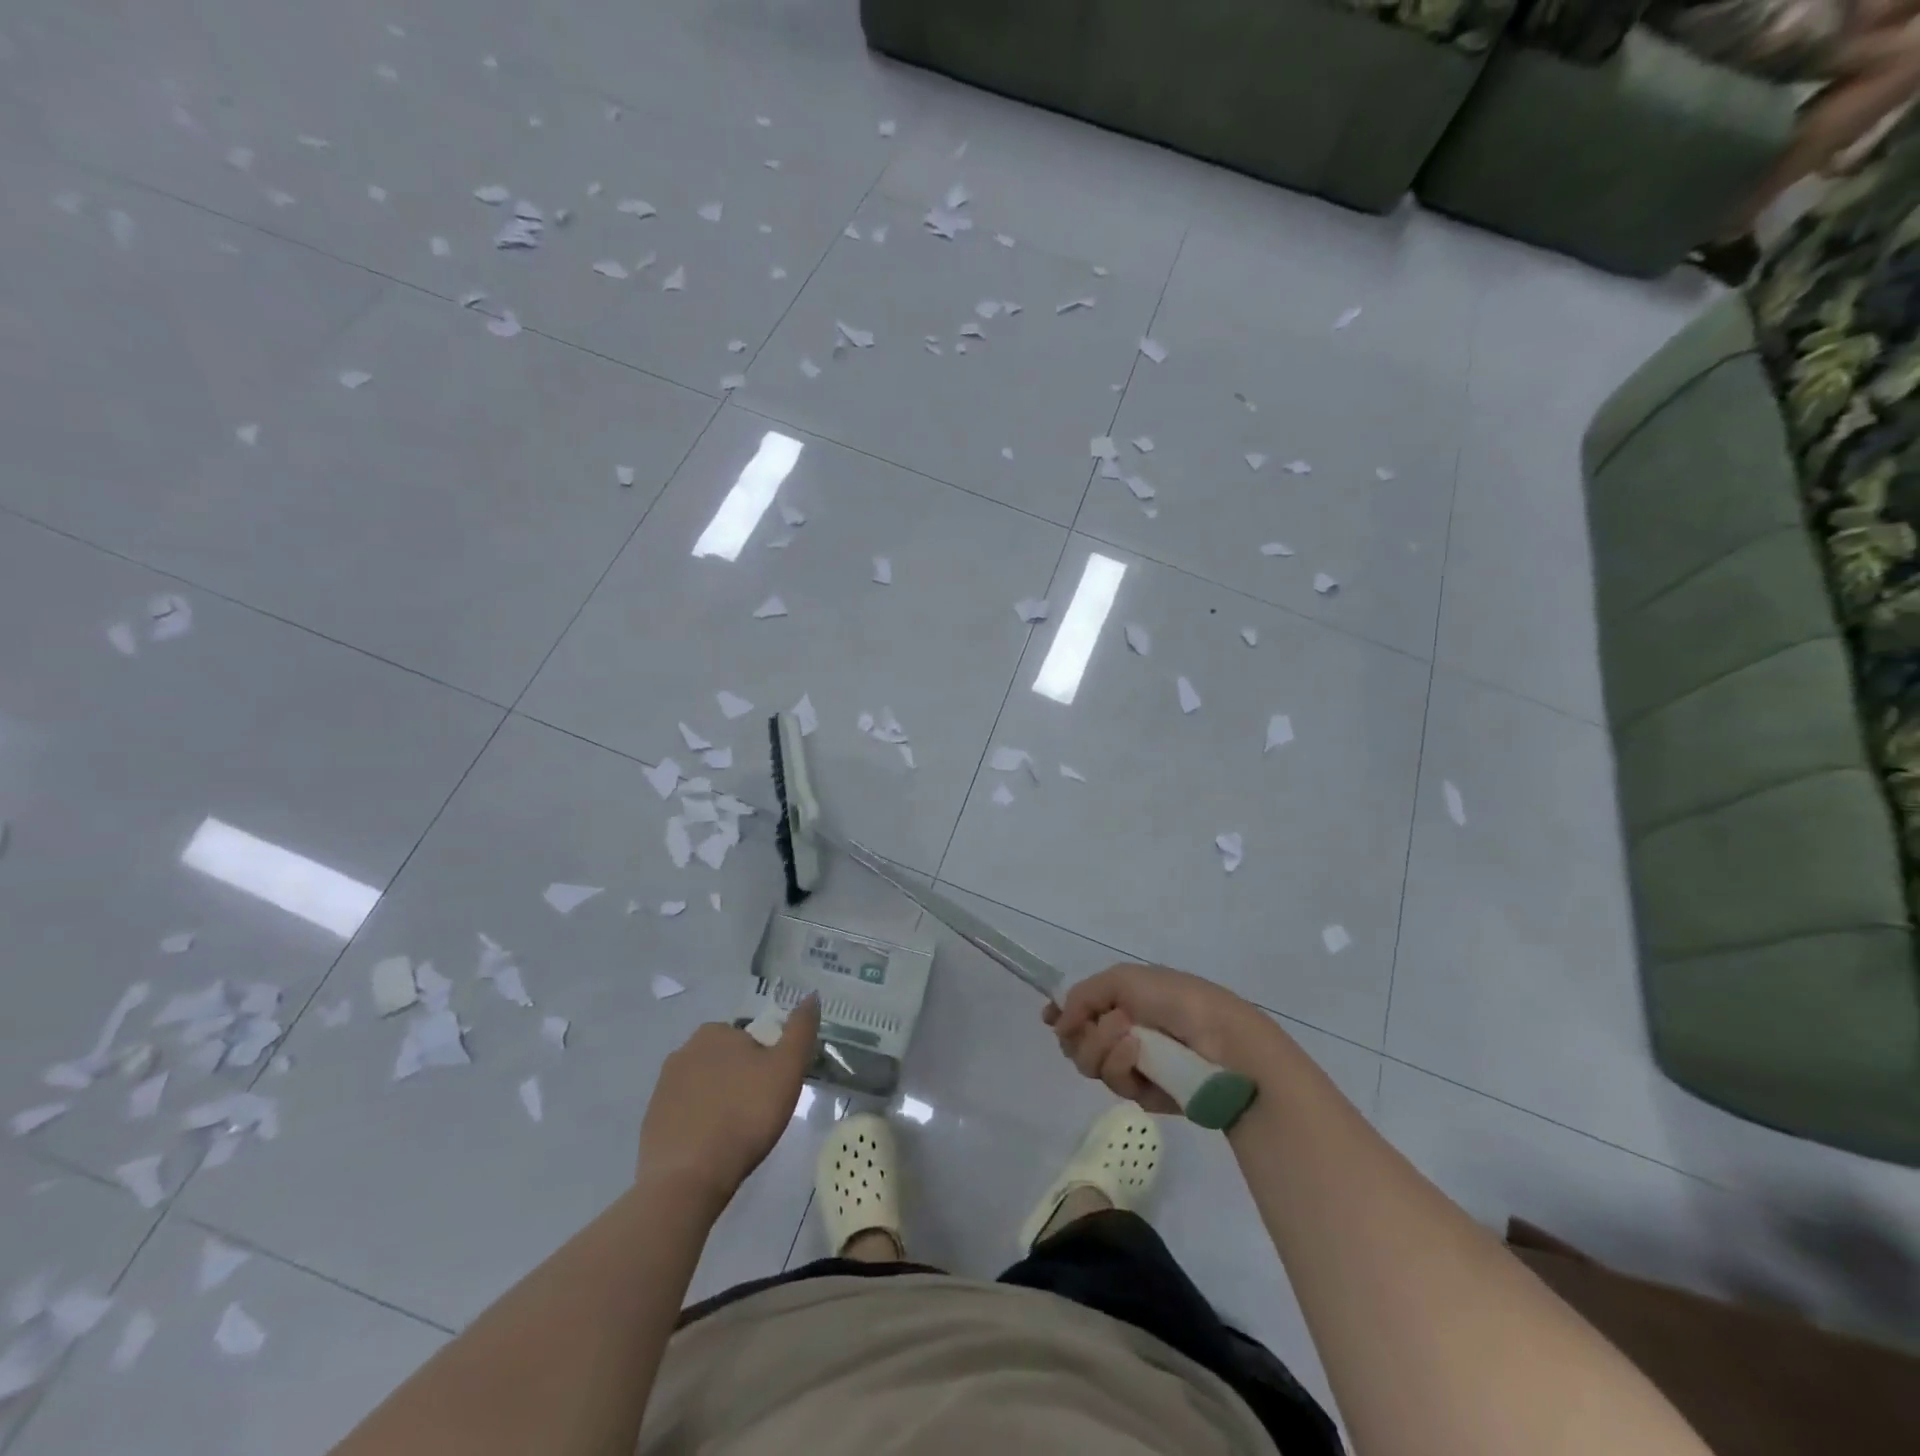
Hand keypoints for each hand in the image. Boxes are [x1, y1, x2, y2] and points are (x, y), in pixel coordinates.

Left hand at [637, 996, 819, 1209]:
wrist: (686, 1179)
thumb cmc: (744, 1115)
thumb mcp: (787, 1068)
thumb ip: (800, 1030)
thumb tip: (811, 995)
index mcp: (714, 1032)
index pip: (751, 1039)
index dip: (767, 1062)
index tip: (774, 1090)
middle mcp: (683, 1051)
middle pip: (726, 1061)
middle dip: (741, 1080)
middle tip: (759, 1112)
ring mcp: (663, 1088)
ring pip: (705, 1087)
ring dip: (720, 1102)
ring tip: (736, 1134)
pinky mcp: (651, 1122)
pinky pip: (686, 1114)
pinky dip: (700, 1125)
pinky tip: (712, 1148)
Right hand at [1045, 963, 1285, 1115]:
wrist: (1224, 1041)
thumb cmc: (1177, 1000)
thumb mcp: (1124, 979)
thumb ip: (1084, 995)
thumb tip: (1058, 1023)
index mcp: (1125, 1000)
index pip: (1082, 1009)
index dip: (1062, 1014)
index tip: (1050, 1018)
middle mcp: (1125, 1032)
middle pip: (1077, 1040)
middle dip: (1082, 1033)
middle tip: (1106, 1024)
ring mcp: (1135, 1065)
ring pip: (1091, 1064)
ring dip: (1104, 1047)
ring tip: (1132, 1038)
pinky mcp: (1146, 1095)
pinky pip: (1116, 1084)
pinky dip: (1123, 1067)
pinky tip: (1141, 1057)